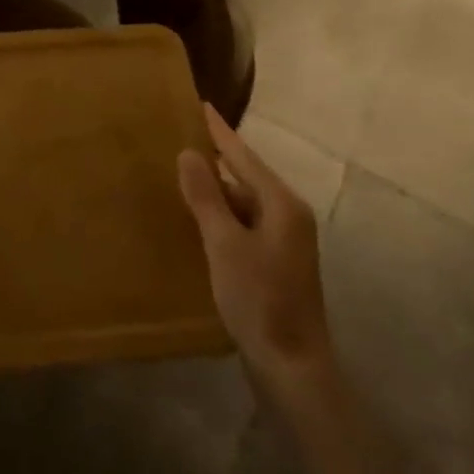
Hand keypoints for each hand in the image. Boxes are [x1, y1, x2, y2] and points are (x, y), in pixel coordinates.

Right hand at [178, 103, 332, 399]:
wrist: (293, 368)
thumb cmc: (259, 300)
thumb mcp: (224, 244)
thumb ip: (206, 197)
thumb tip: (189, 153)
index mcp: (282, 204)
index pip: (244, 156)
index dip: (220, 132)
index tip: (201, 105)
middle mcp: (289, 216)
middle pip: (247, 178)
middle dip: (215, 161)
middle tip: (181, 140)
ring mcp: (286, 242)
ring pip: (245, 203)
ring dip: (217, 192)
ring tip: (182, 178)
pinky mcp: (277, 263)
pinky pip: (245, 225)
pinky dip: (223, 217)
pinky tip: (200, 221)